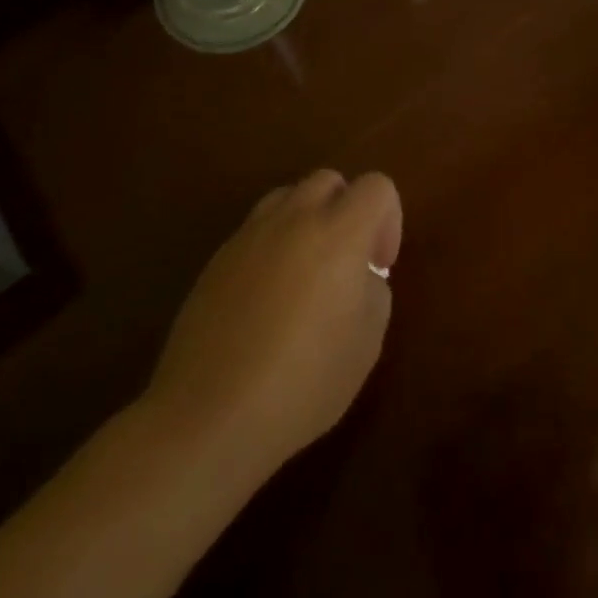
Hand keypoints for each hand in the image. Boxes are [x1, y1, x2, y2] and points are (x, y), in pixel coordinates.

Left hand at [137, 170, 402, 484]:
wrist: (209, 417)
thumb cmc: (304, 381)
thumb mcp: (367, 341)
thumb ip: (374, 291)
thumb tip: (359, 276)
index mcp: (339, 232)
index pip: (376, 186)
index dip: (389, 219)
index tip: (378, 265)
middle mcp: (293, 220)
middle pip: (330, 180)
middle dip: (347, 209)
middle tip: (347, 261)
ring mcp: (248, 237)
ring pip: (287, 198)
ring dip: (307, 221)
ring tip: (306, 273)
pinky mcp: (216, 261)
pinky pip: (255, 232)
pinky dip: (272, 248)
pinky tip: (267, 301)